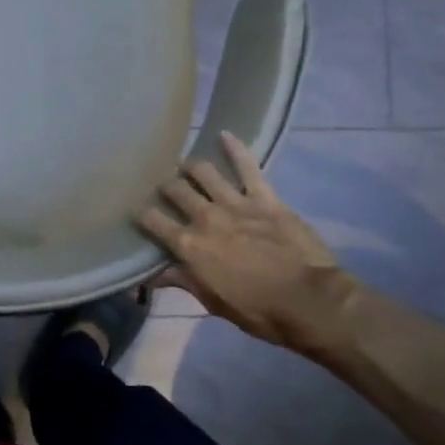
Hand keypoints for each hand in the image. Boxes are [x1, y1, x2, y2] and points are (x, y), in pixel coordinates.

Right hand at [136, 131, 357, 358]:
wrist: (308, 300)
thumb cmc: (257, 310)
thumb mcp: (212, 302)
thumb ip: (181, 281)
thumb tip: (148, 278)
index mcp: (189, 246)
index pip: (152, 221)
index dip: (141, 214)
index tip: (136, 211)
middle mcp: (205, 217)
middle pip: (176, 191)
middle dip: (165, 187)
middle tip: (164, 187)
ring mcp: (235, 204)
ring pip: (204, 172)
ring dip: (191, 166)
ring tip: (185, 164)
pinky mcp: (264, 198)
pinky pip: (248, 167)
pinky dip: (236, 148)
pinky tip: (225, 134)